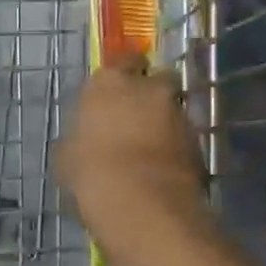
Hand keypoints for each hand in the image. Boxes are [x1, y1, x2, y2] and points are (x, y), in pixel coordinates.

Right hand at [59, 61, 207, 233]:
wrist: (141, 205)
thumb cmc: (91, 172)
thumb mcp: (67, 155)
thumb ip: (79, 136)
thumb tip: (83, 140)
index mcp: (109, 83)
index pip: (123, 60)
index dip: (123, 73)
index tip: (117, 90)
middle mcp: (148, 89)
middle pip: (156, 80)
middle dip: (150, 93)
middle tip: (136, 116)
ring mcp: (178, 114)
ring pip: (173, 109)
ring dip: (164, 122)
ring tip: (149, 149)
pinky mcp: (198, 142)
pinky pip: (184, 137)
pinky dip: (176, 147)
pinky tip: (162, 168)